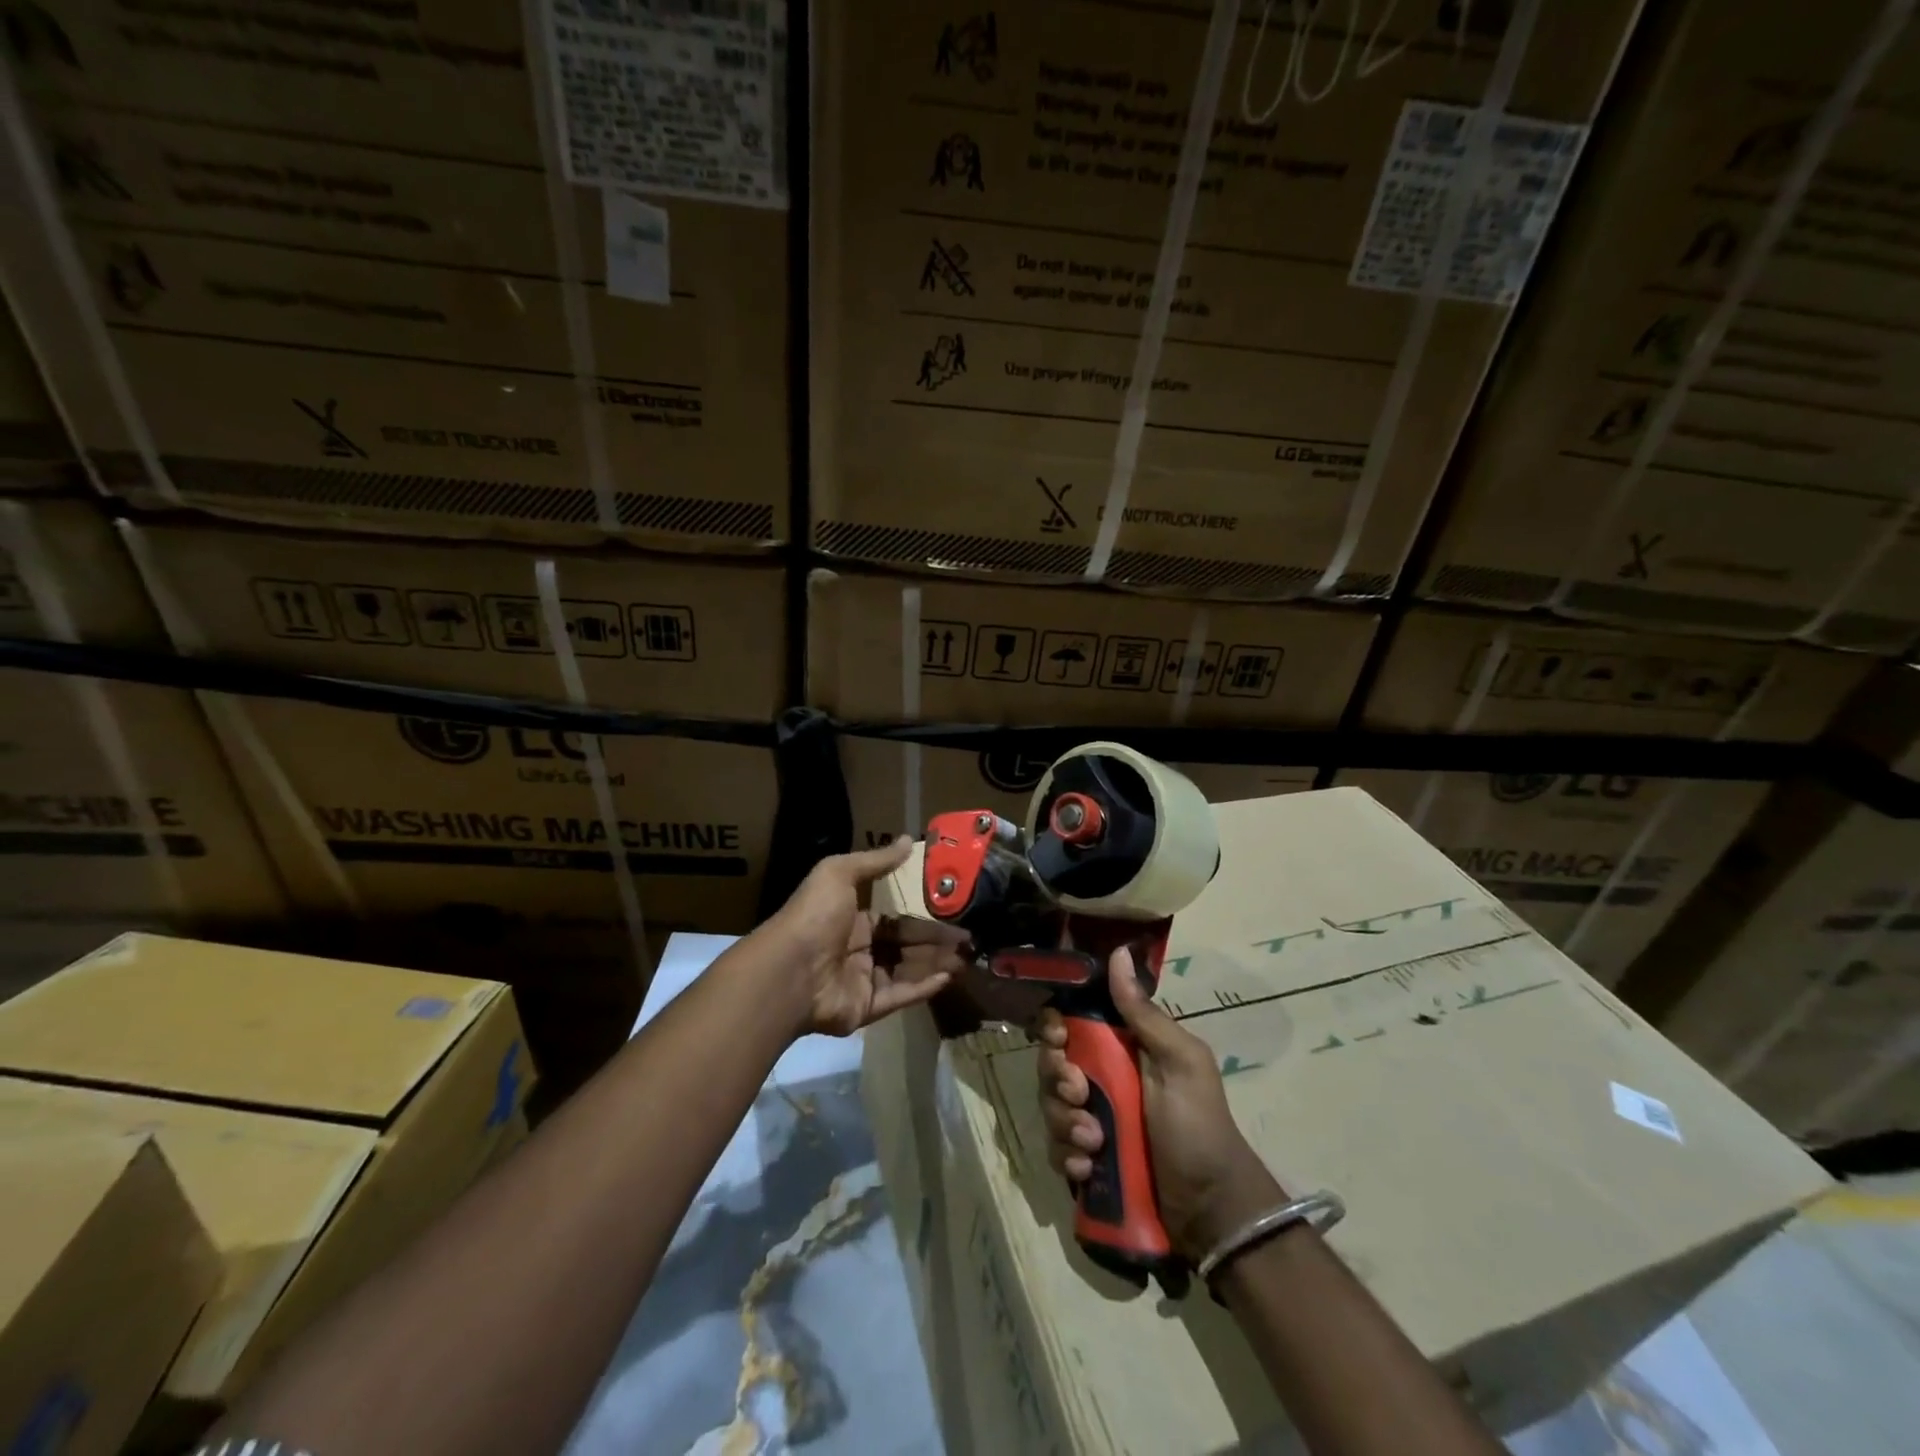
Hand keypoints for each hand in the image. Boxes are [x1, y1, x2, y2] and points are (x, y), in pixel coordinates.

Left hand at [768, 836, 969, 1036]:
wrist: (789, 970)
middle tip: (969, 939)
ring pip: (907, 970)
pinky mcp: (866, 1008)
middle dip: (936, 942)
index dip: (922, 916)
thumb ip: (876, 861)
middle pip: (905, 945)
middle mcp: (857, 949)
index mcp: (850, 918)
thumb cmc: (815, 915)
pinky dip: (924, 988)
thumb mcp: (840, 873)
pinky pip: (900, 996)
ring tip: (967, 957)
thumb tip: (908, 839)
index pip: (893, 918)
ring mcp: (862, 981)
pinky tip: (948, 977)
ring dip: (937, 963)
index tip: (952, 912)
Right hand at [1037, 947, 1283, 1262]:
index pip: (1070, 1022)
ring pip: (1049, 1106)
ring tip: (1094, 1143)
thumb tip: (1120, 952)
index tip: (1058, 1038)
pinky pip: (1056, 1148)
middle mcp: (1100, 1078)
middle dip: (1056, 1079)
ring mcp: (1089, 1119)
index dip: (1054, 1026)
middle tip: (1079, 1095)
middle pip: (1051, 1063)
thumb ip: (1145, 1014)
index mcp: (1121, 1048)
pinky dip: (1067, 1156)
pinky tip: (1088, 1166)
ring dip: (1064, 1123)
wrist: (1211, 1208)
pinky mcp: (1085, 1158)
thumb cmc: (1199, 1125)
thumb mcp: (1181, 1062)